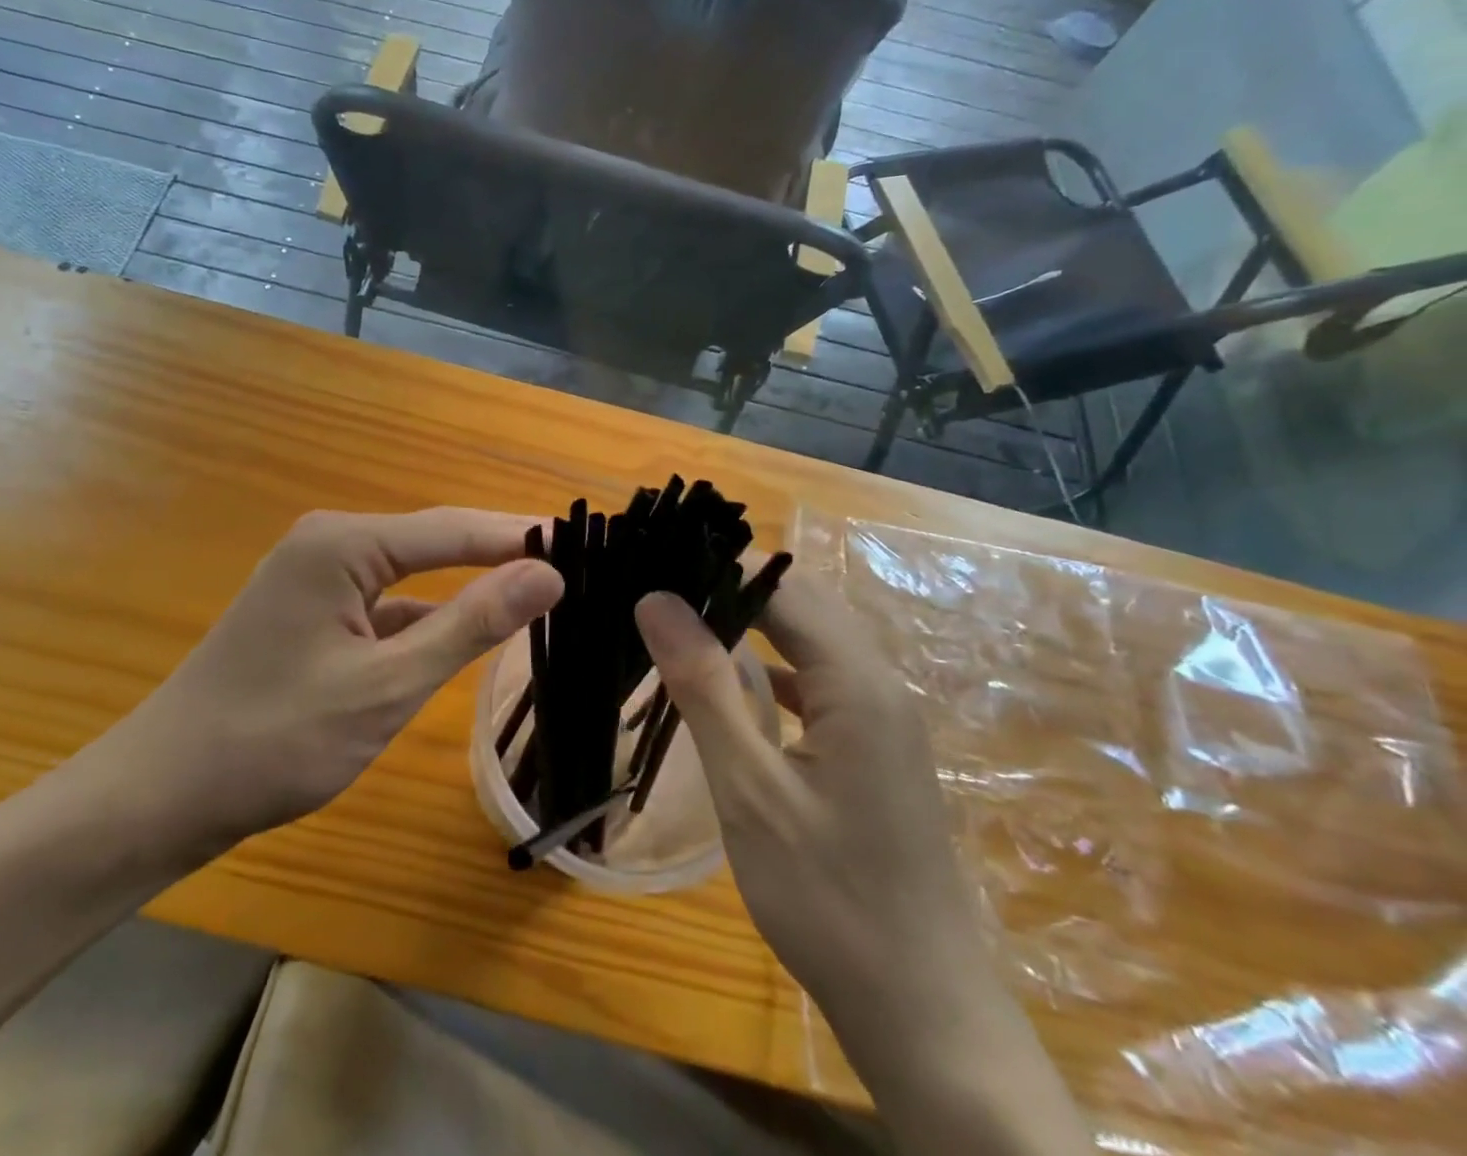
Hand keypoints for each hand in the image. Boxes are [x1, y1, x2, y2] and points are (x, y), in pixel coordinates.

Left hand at [70, 509, 562, 873]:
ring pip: (411, 575)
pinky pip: (385, 603)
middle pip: (434, 542)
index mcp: (343, 543)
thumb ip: (469, 624)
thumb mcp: (387, 685)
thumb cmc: (275, 740)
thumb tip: (548, 573)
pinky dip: (426, 617)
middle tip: (571, 566)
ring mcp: (316, 577)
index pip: (454, 528)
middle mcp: (330, 543)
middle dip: (498, 554)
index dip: (520, 535)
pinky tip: (462, 634)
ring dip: (465, 587)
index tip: (583, 542)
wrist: (161, 795)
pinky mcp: (312, 612)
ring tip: (535, 593)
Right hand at [633, 573, 1015, 1095]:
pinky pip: (818, 679)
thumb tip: (656, 599)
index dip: (718, 567)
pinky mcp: (873, 746)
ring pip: (810, 639)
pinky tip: (729, 684)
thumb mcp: (750, 789)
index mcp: (858, 682)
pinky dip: (771, 667)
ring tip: (680, 622)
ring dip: (750, 624)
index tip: (655, 564)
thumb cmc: (828, 898)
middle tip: (658, 591)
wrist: (921, 1011)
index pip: (782, 586)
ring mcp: (882, 717)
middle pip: (802, 603)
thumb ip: (704, 686)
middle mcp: (879, 683)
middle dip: (731, 587)